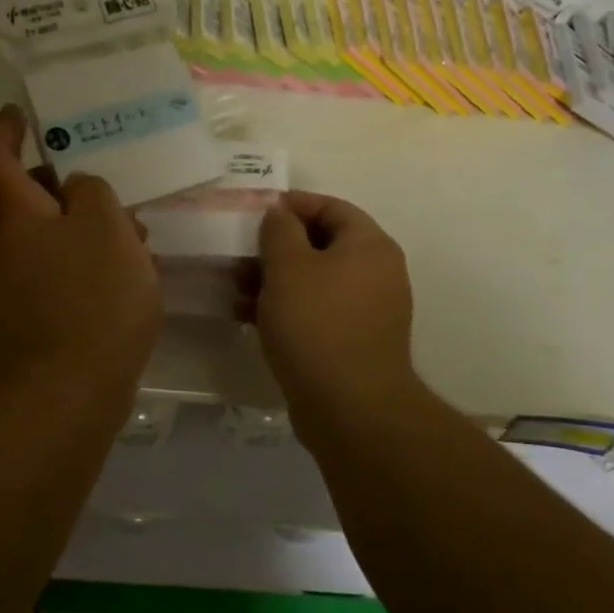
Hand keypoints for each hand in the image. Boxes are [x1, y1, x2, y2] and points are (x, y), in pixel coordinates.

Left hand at [0, 107, 161, 409]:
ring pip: (58, 242)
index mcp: (20, 217)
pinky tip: (134, 272)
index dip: (5, 131)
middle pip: (31, 203)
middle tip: (101, 174)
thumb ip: (93, 194)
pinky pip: (72, 277)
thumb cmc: (89, 297)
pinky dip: (97, 265)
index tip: (20, 112)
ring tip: (136, 225)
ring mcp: (28, 289)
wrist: (68, 390)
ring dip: (90, 228)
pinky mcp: (49, 322)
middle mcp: (14, 250)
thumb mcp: (104, 226)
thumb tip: (78, 189)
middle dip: (63, 185)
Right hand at [256, 192, 419, 437]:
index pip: (331, 207)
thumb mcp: (288, 266)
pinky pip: (318, 312)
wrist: (350, 407)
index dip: (292, 205)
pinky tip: (251, 318)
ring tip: (236, 290)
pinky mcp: (354, 342)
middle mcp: (377, 272)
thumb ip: (279, 230)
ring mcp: (368, 310)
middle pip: (321, 245)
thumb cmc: (316, 324)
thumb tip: (280, 213)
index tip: (255, 213)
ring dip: (275, 281)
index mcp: (369, 245)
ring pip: (316, 281)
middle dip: (276, 249)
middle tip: (238, 256)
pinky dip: (287, 309)